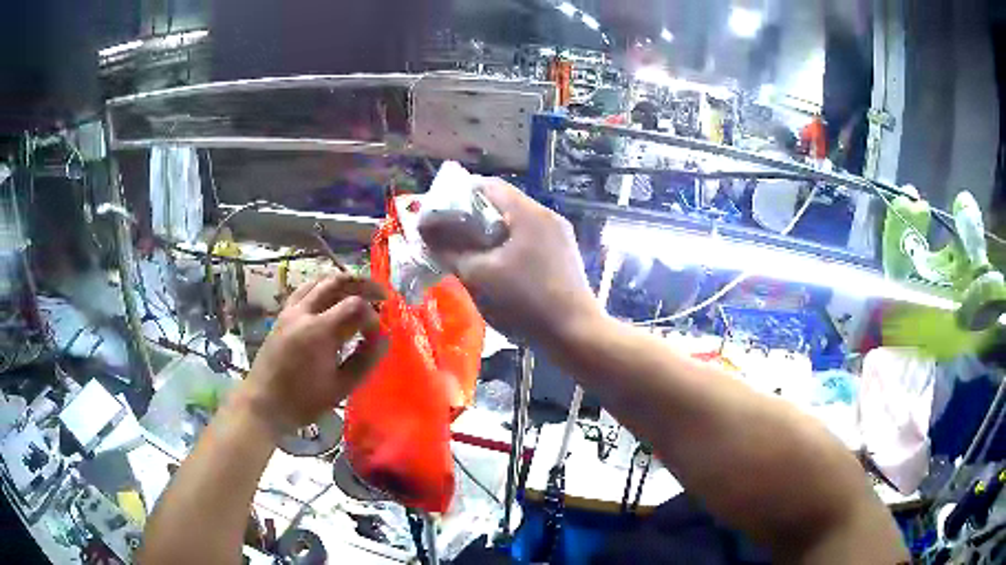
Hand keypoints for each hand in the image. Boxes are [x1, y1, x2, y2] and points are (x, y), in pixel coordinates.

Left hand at [237, 273, 387, 432]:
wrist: (265, 403)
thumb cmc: (303, 400)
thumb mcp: (340, 387)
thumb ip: (365, 361)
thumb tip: (384, 340)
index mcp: (319, 331)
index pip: (355, 306)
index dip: (372, 318)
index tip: (378, 337)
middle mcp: (304, 313)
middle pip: (337, 282)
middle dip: (363, 285)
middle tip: (381, 295)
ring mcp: (290, 311)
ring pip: (319, 281)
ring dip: (342, 282)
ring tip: (358, 291)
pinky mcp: (282, 315)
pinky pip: (304, 290)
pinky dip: (322, 288)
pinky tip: (330, 298)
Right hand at [420, 179, 601, 345]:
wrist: (575, 334)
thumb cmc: (524, 302)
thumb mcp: (478, 276)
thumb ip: (448, 249)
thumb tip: (426, 230)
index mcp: (528, 213)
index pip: (488, 186)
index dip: (458, 195)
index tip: (438, 214)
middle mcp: (547, 216)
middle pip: (502, 203)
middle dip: (472, 217)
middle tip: (448, 235)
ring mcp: (559, 235)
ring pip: (516, 223)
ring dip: (490, 233)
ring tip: (468, 252)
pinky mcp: (564, 255)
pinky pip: (529, 239)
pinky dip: (508, 245)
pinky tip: (496, 266)